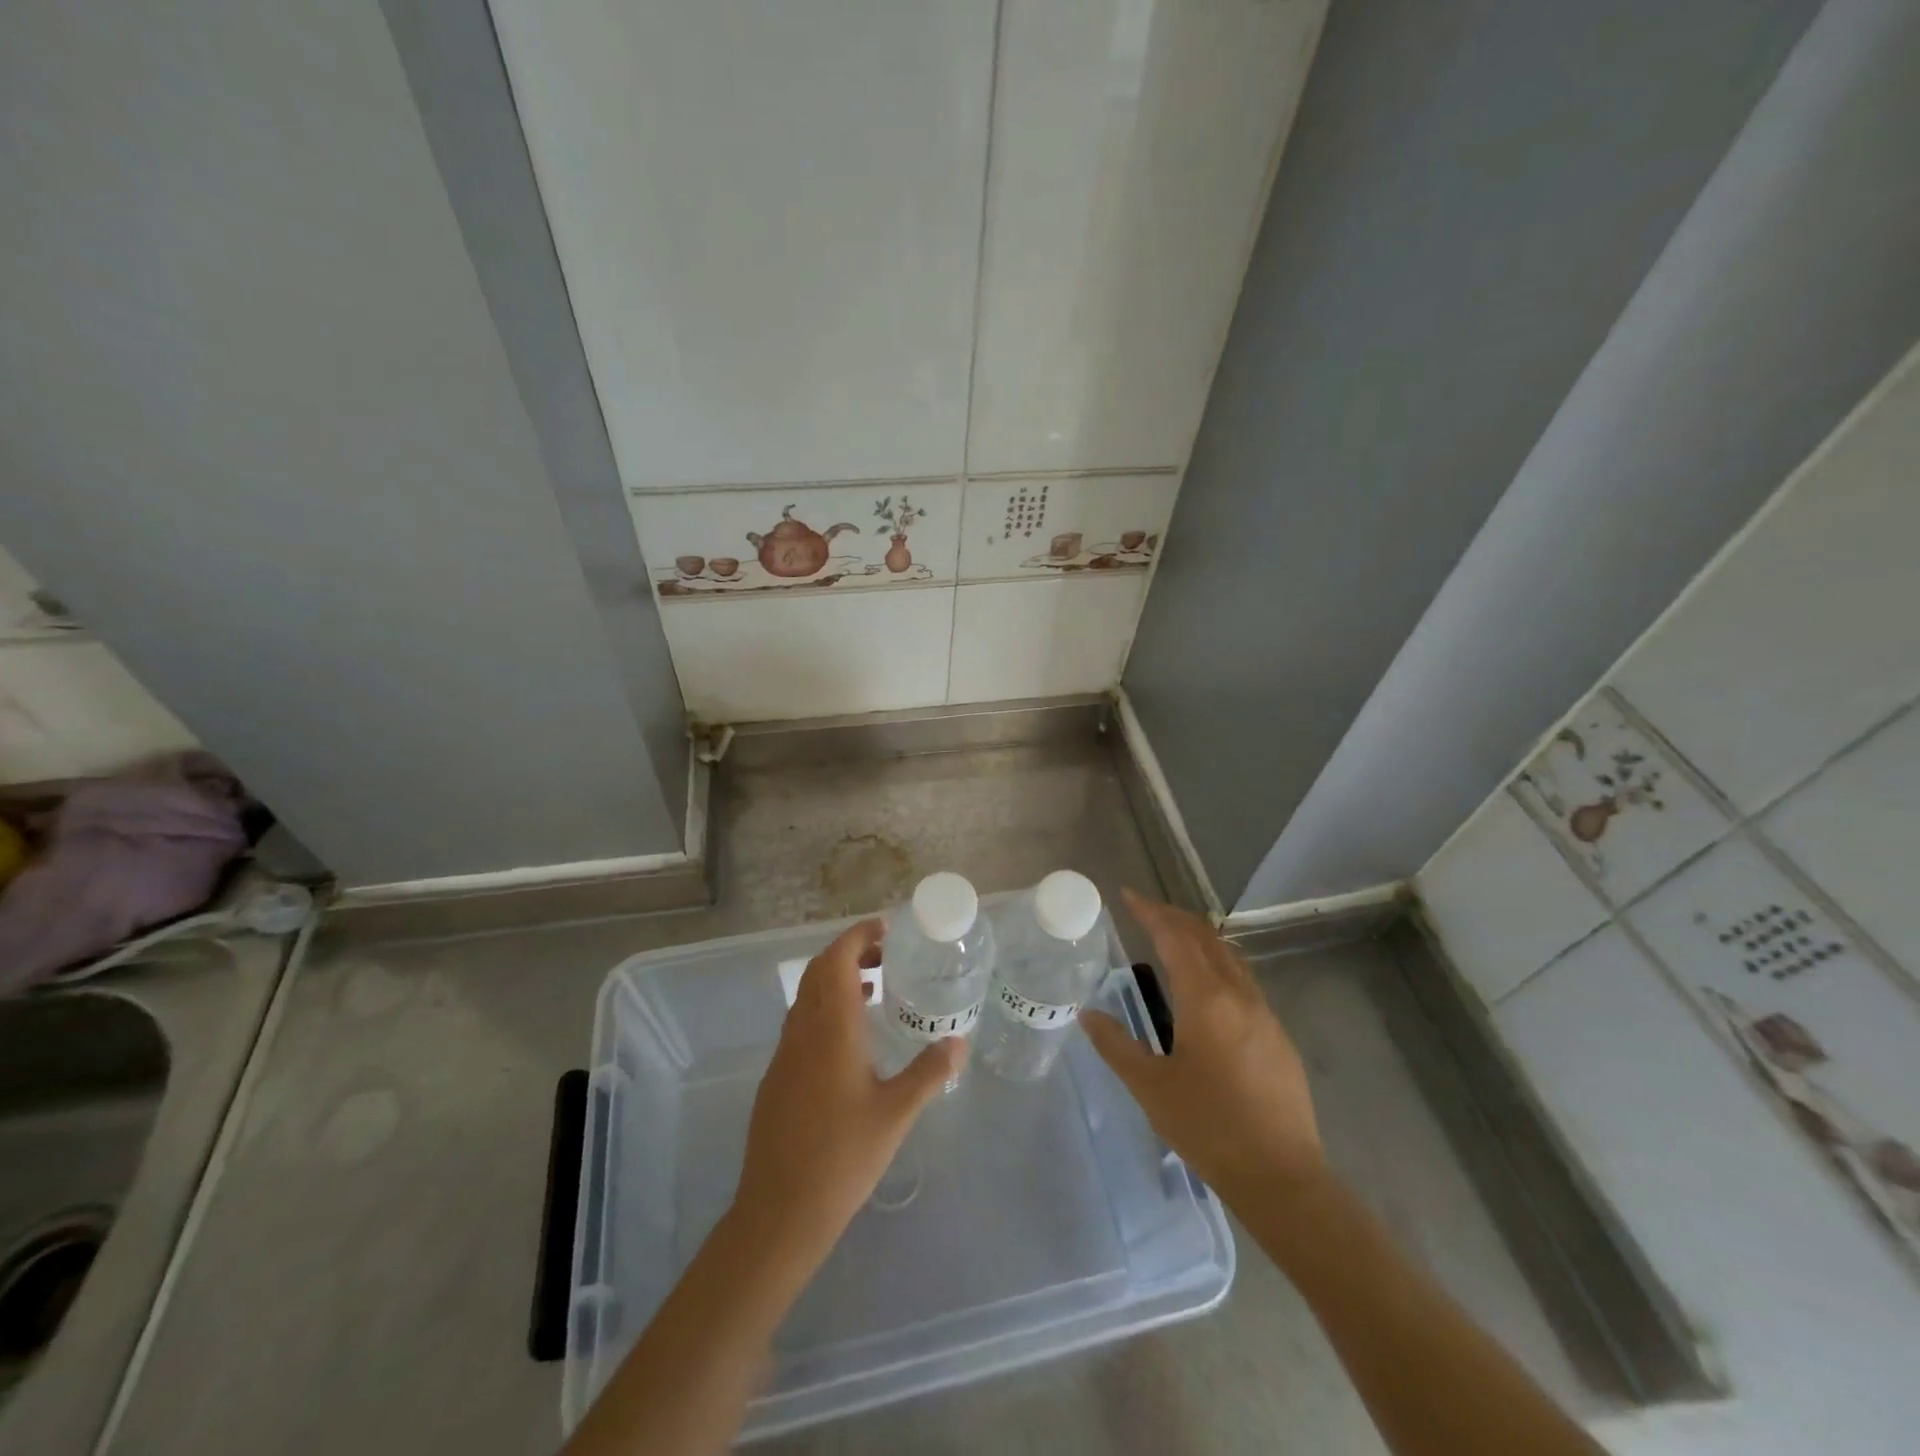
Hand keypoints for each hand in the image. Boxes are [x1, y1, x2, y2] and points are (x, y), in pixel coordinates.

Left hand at [732, 918, 964, 1262]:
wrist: (779, 1211)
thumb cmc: (843, 1157)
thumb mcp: (896, 1114)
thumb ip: (929, 1072)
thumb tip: (959, 1041)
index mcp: (831, 1029)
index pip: (837, 959)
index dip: (858, 935)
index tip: (886, 928)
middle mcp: (803, 1030)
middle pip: (819, 970)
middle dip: (850, 951)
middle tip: (886, 954)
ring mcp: (785, 1054)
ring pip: (807, 996)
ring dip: (836, 979)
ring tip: (875, 988)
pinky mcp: (777, 1077)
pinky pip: (801, 1022)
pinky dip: (825, 1008)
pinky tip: (850, 1039)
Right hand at [1082, 889, 1325, 1205]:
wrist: (1282, 1177)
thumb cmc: (1209, 1128)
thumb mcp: (1150, 1087)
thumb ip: (1116, 1045)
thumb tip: (1088, 1014)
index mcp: (1206, 999)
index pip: (1175, 936)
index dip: (1150, 911)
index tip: (1127, 896)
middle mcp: (1238, 994)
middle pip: (1205, 937)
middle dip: (1174, 917)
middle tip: (1144, 911)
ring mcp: (1264, 1013)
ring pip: (1229, 955)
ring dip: (1198, 938)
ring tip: (1170, 939)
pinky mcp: (1277, 1034)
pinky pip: (1242, 979)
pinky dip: (1216, 963)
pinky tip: (1203, 987)